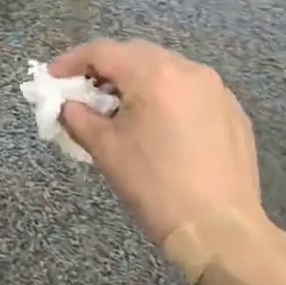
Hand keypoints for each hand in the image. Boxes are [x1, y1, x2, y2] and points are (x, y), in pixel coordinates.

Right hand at [50, 40, 265, 246]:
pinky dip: (166, 96)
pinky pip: (190, 90)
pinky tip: (158, 124)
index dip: (71, 61)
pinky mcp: (232, 111)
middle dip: (105, 69)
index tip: (52, 78)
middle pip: (135, 54)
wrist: (221, 232)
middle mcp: (188, 69)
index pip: (102, 51)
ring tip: (120, 108)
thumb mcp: (105, 150)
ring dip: (137, 80)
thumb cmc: (155, 186)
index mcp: (153, 74)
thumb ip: (78, 117)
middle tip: (84, 92)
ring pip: (165, 69)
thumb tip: (68, 105)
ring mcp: (216, 89)